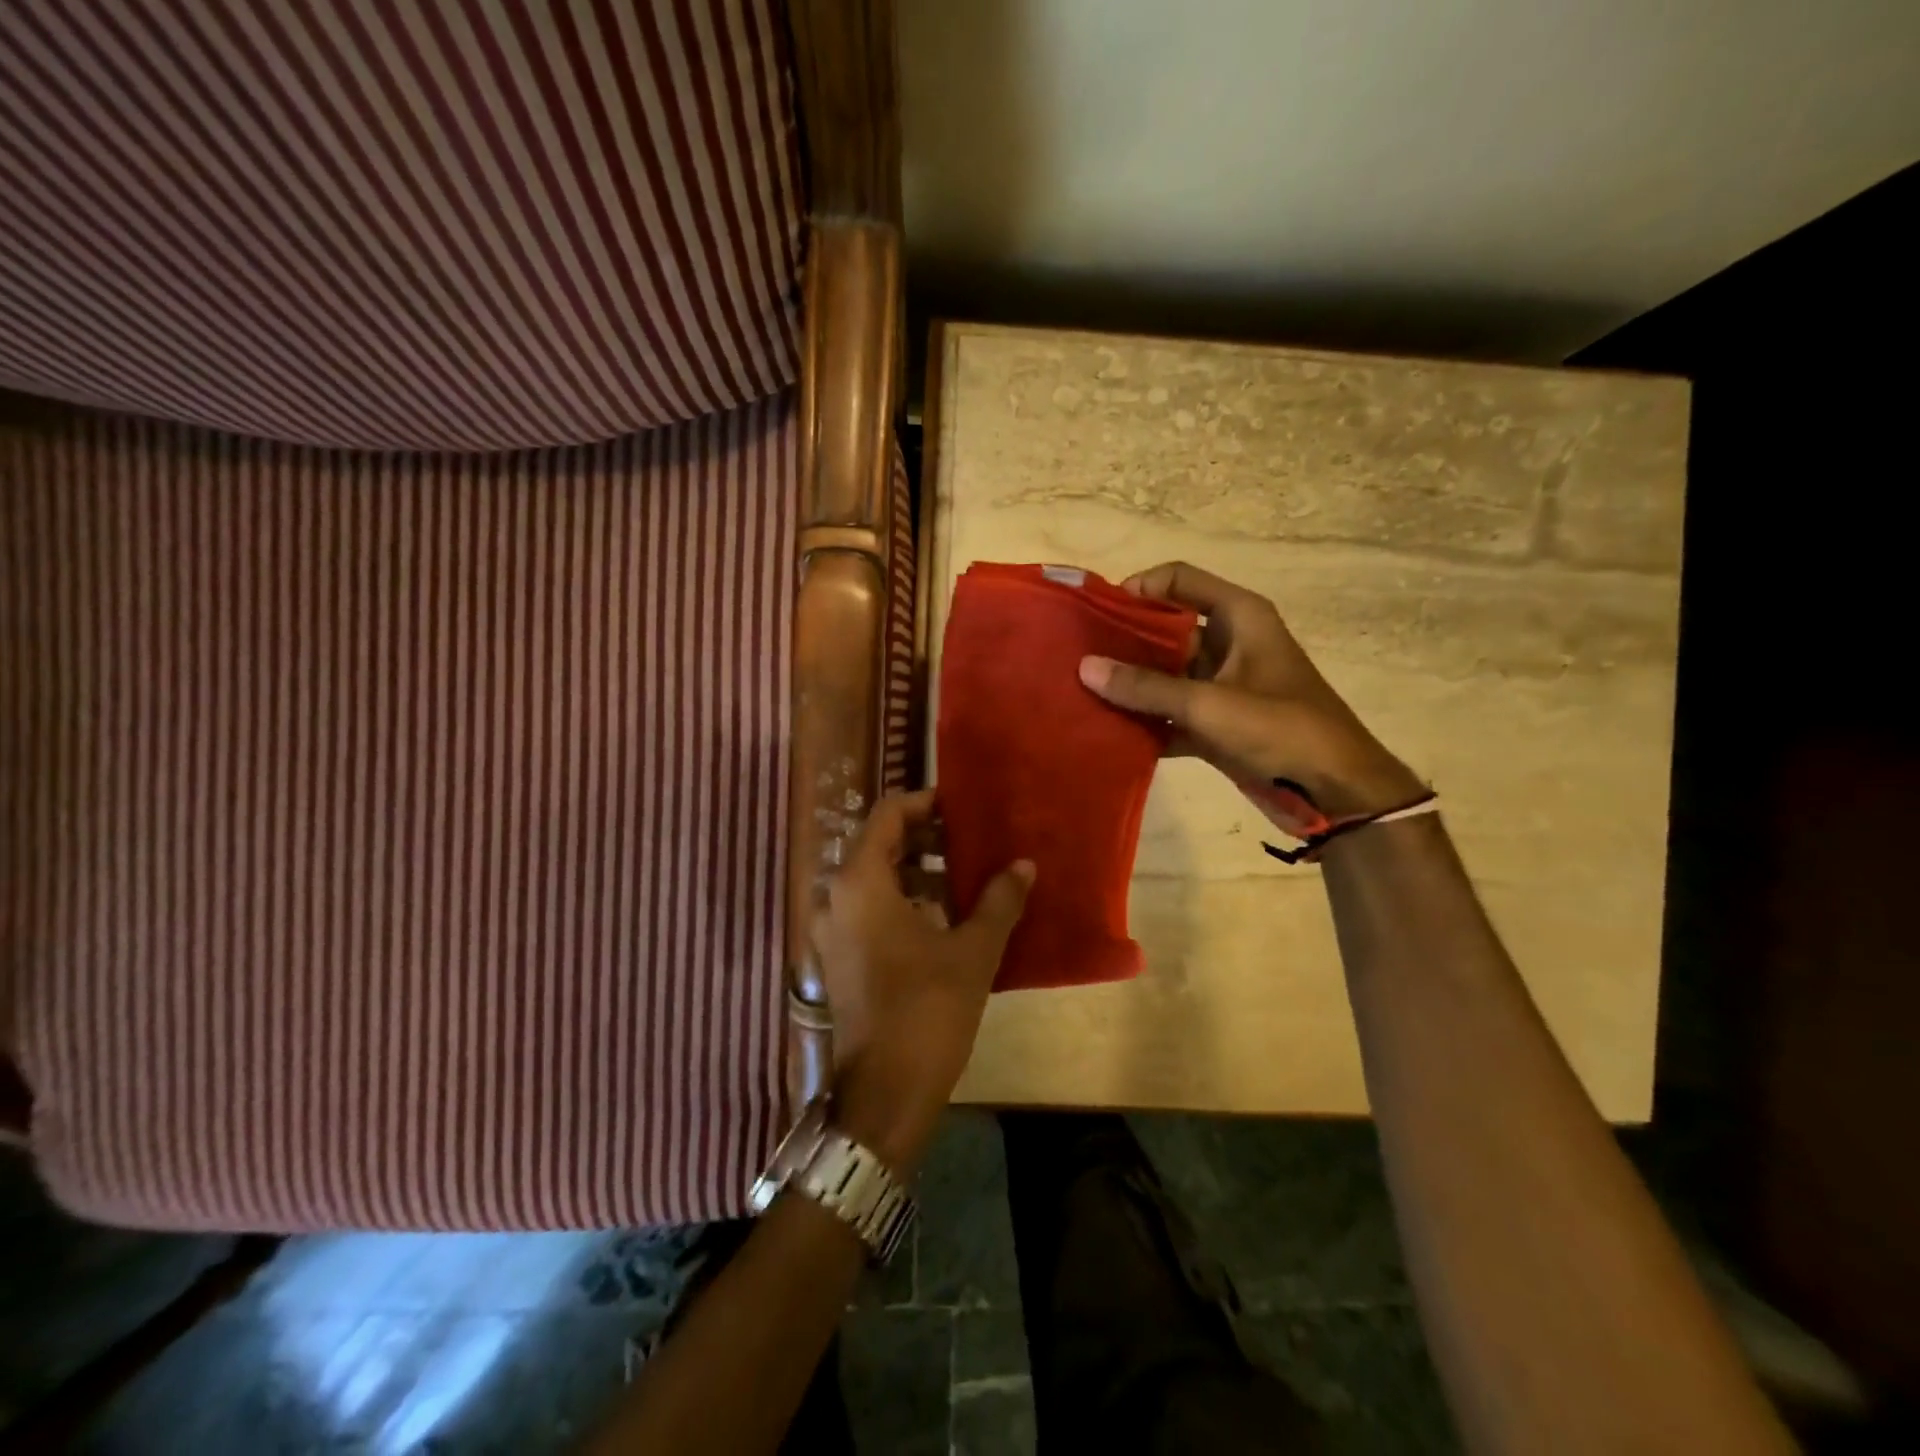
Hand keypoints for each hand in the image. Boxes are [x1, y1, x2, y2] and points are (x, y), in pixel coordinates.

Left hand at [811, 789, 1033, 1175]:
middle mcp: (835, 897)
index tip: (960, 807)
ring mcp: (831, 930)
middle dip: (923, 836)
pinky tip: (941, 916)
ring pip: (872, 878)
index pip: (887, 815)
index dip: (924, 802)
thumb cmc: (927, 1011)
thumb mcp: (972, 951)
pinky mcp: (837, 957)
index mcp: (860, 882)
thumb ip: (999, 900)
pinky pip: (867, 908)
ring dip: (914, 869)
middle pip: (877, 844)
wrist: (884, 1095)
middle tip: (968, 839)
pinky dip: (900, 899)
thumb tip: (1023, 865)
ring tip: (962, 876)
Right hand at [1077, 561, 1423, 820]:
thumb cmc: (1281, 729)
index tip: (1099, 614)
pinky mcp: (1216, 723)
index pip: (1179, 580)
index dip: (1139, 589)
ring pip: (1163, 675)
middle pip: (1165, 629)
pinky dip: (1145, 722)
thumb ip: (1146, 687)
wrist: (1335, 791)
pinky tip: (1108, 732)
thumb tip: (1085, 667)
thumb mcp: (1209, 704)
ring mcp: (1221, 685)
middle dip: (1123, 642)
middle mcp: (1228, 643)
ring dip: (1129, 686)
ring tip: (1081, 693)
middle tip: (1077, 656)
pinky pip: (1170, 713)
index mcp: (1238, 617)